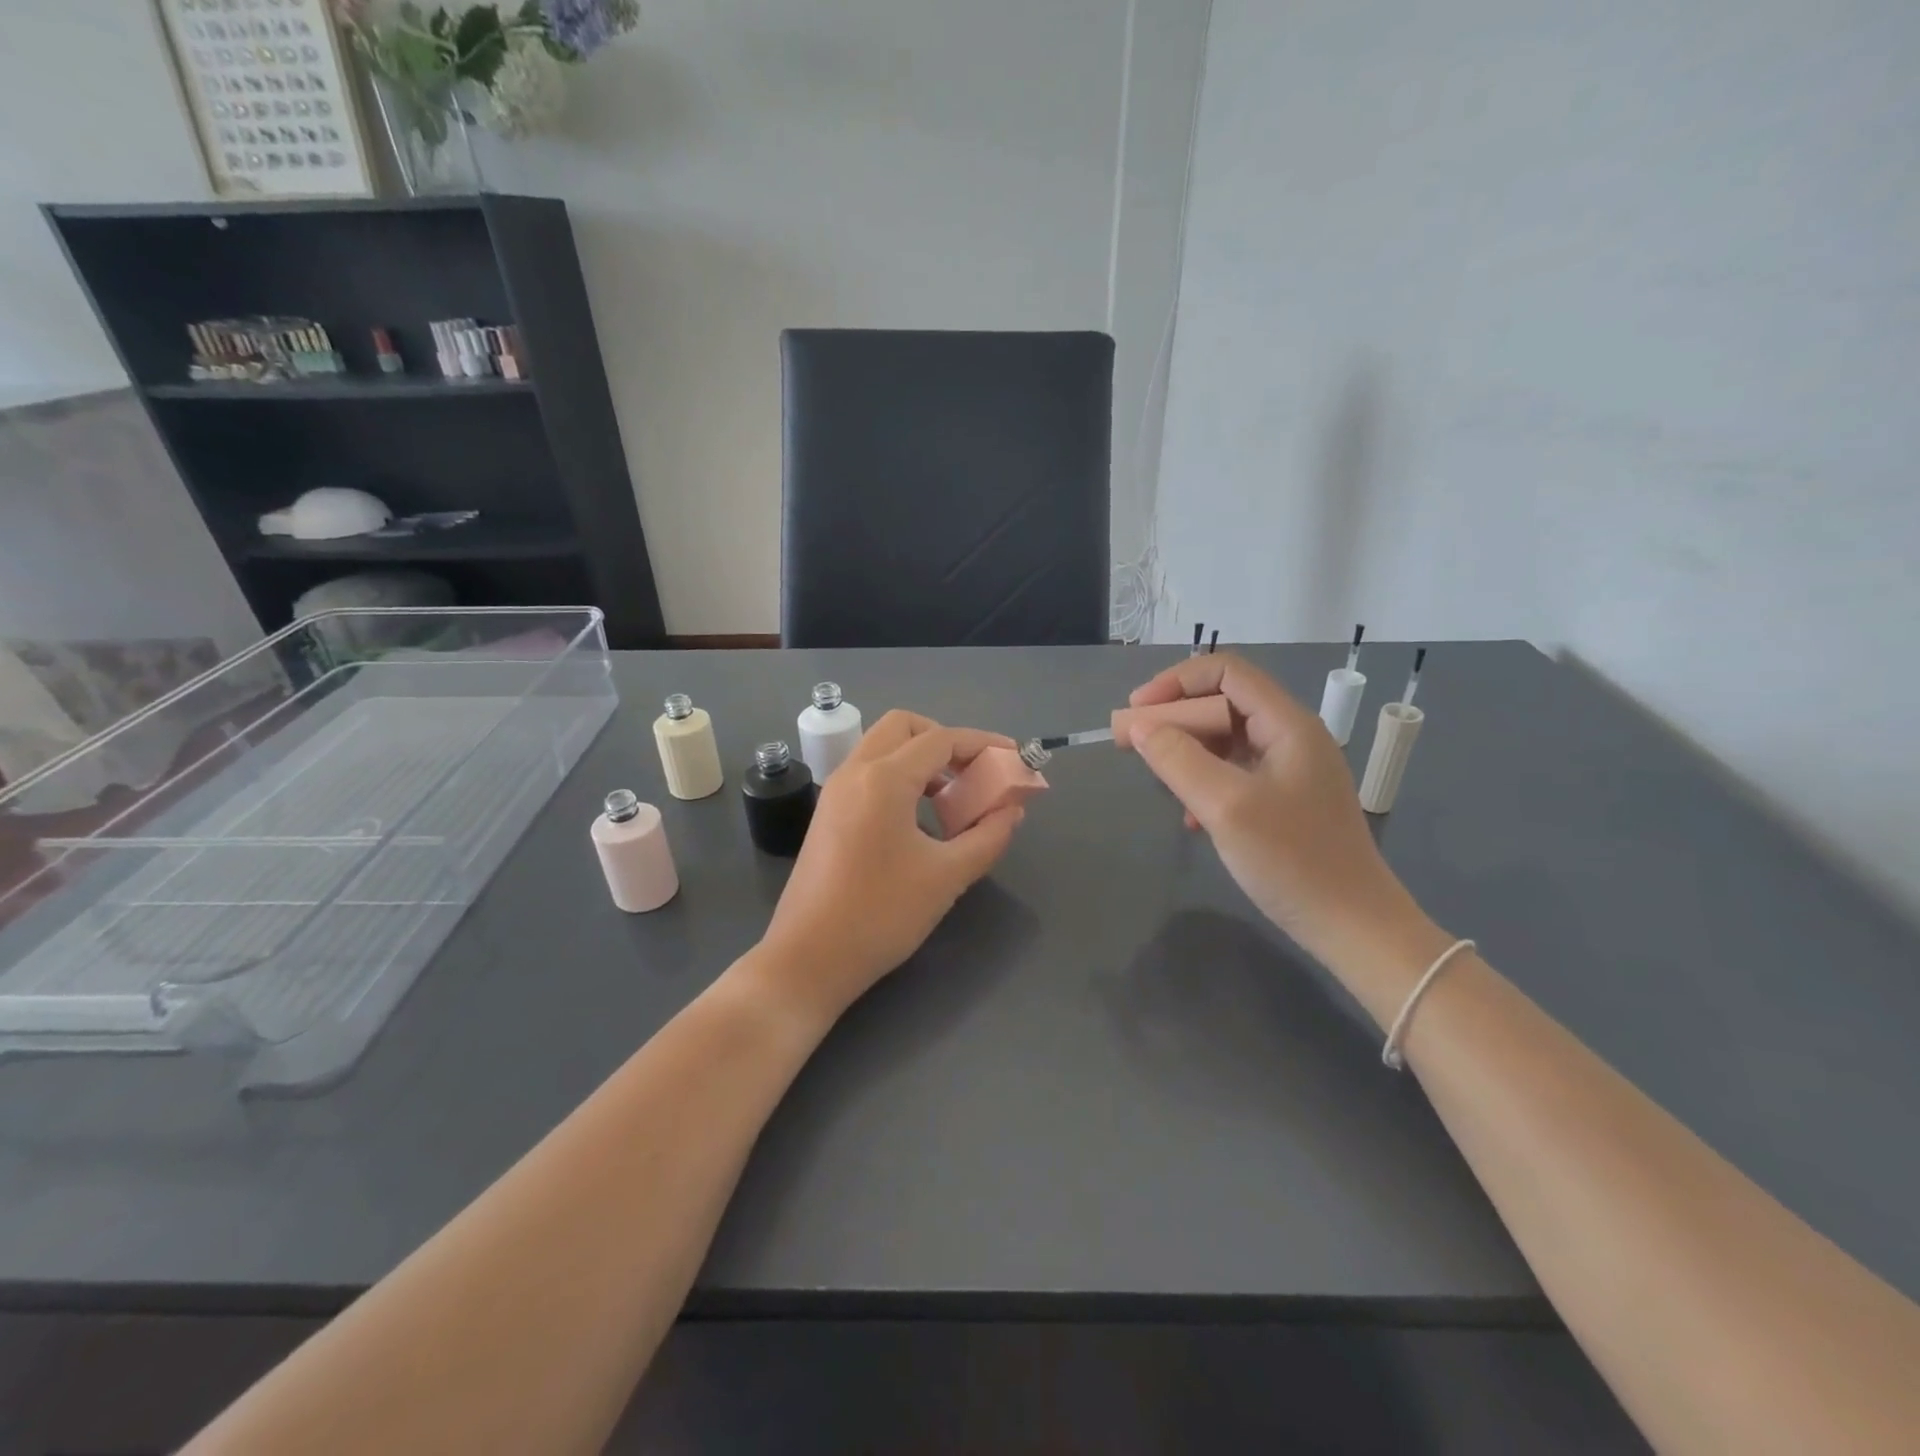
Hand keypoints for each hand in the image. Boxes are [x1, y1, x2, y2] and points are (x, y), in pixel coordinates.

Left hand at [754, 711, 1025, 1024]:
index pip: (941, 739)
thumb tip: (1012, 810)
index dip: (983, 743)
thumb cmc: (881, 915)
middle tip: (973, 774)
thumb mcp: (947, 877)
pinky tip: (919, 820)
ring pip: (882, 748)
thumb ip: (988, 836)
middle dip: (945, 740)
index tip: (1014, 757)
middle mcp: (855, 772)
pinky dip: (899, 778)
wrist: (808, 959)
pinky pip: (868, 774)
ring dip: (921, 759)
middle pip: (904, 727)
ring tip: (952, 800)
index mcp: (884, 779)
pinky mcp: (827, 814)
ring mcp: (835, 792)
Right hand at [1126, 654, 1443, 974]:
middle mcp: (1291, 736)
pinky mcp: (1285, 800)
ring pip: (1227, 738)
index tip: (1137, 711)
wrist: (1353, 927)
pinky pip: (1235, 771)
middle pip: (1224, 702)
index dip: (1176, 682)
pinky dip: (1204, 780)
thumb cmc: (1293, 861)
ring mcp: (1291, 770)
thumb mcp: (1226, 807)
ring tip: (1159, 779)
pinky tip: (1190, 816)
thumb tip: (1140, 726)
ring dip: (1187, 750)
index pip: (1226, 672)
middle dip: (1175, 716)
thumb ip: (1179, 760)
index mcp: (1287, 724)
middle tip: (1132, 743)